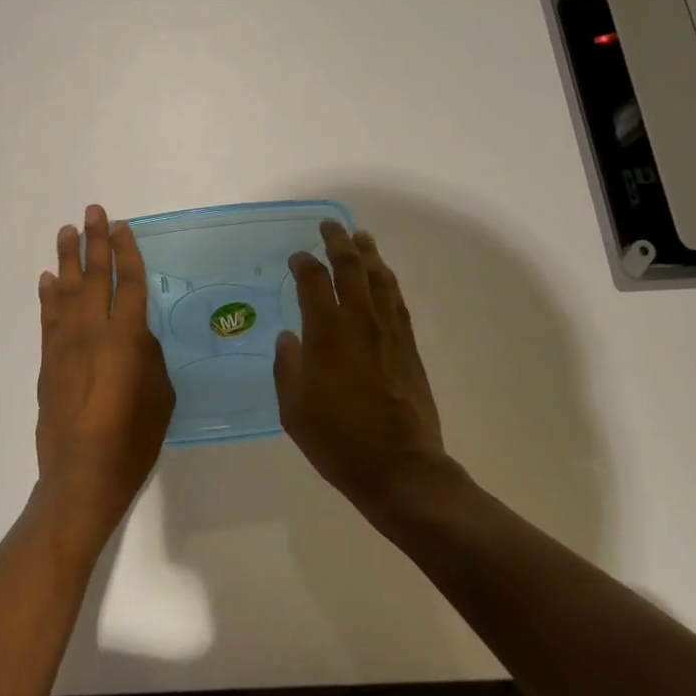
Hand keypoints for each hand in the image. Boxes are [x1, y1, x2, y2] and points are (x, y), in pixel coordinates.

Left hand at [34, 205, 173, 549]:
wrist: (81, 477)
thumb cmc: (132, 441)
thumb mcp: (161, 397)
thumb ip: (150, 357)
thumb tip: (137, 336)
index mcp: (128, 339)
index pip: (129, 283)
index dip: (127, 252)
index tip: (122, 226)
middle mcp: (94, 333)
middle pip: (94, 277)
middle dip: (95, 241)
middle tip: (93, 210)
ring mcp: (66, 345)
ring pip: (66, 291)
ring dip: (67, 259)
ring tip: (67, 231)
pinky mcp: (48, 362)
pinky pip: (48, 318)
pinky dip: (47, 296)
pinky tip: (47, 279)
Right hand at [275, 221, 451, 517]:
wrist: (401, 469)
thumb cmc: (338, 441)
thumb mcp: (294, 410)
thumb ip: (287, 367)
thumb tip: (290, 337)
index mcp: (326, 335)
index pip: (314, 282)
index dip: (304, 263)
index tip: (297, 257)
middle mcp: (359, 323)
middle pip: (351, 268)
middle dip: (338, 242)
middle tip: (330, 226)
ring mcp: (388, 332)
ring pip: (379, 279)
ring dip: (368, 254)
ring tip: (360, 238)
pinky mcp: (409, 346)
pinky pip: (397, 301)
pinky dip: (388, 281)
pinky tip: (383, 276)